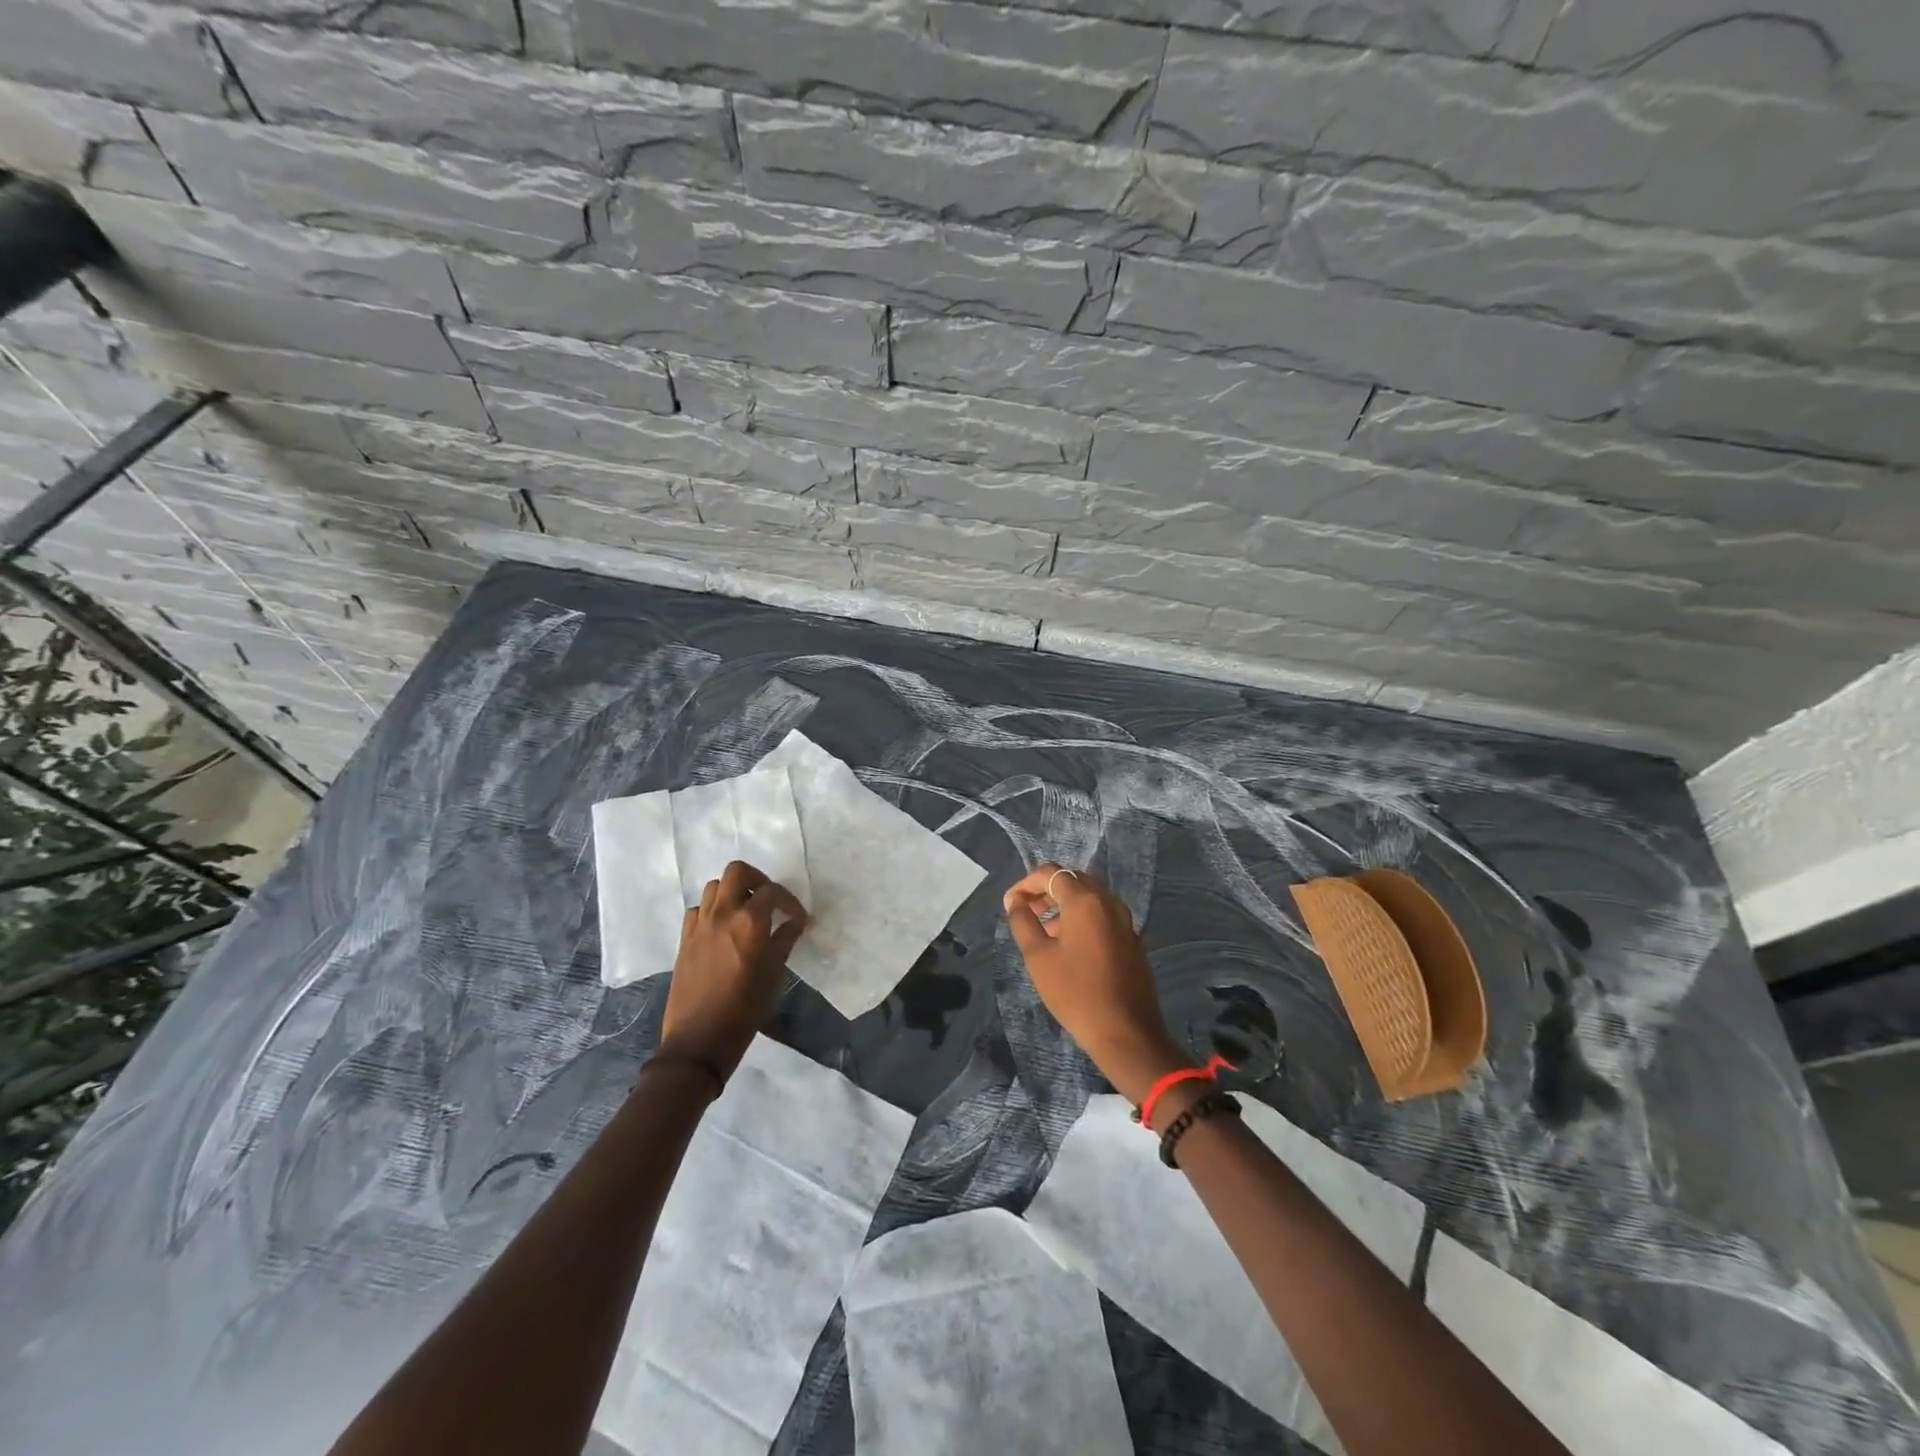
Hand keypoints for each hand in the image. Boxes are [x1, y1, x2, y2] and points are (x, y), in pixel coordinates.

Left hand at [659, 861, 807, 1081]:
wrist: (699, 1040)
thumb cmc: (744, 1010)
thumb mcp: (773, 973)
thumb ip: (785, 940)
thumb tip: (796, 922)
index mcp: (749, 921)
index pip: (772, 891)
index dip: (789, 901)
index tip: (797, 918)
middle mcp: (722, 913)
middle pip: (737, 871)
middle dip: (757, 879)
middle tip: (768, 900)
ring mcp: (699, 924)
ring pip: (714, 887)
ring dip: (733, 892)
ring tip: (746, 912)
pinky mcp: (684, 939)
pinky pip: (698, 909)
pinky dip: (712, 910)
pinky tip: (722, 929)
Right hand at [1003, 863, 1187, 1103]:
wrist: (1126, 1032)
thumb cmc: (1075, 992)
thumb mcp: (1038, 957)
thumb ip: (1023, 922)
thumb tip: (1015, 902)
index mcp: (1085, 900)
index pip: (1051, 873)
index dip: (1026, 883)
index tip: (1010, 904)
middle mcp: (1108, 901)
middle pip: (1073, 880)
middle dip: (1045, 891)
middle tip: (1025, 912)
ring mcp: (1124, 920)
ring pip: (1089, 897)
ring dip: (1063, 904)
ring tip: (1043, 929)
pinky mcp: (1131, 939)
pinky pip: (1102, 914)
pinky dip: (1081, 917)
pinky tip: (1068, 944)